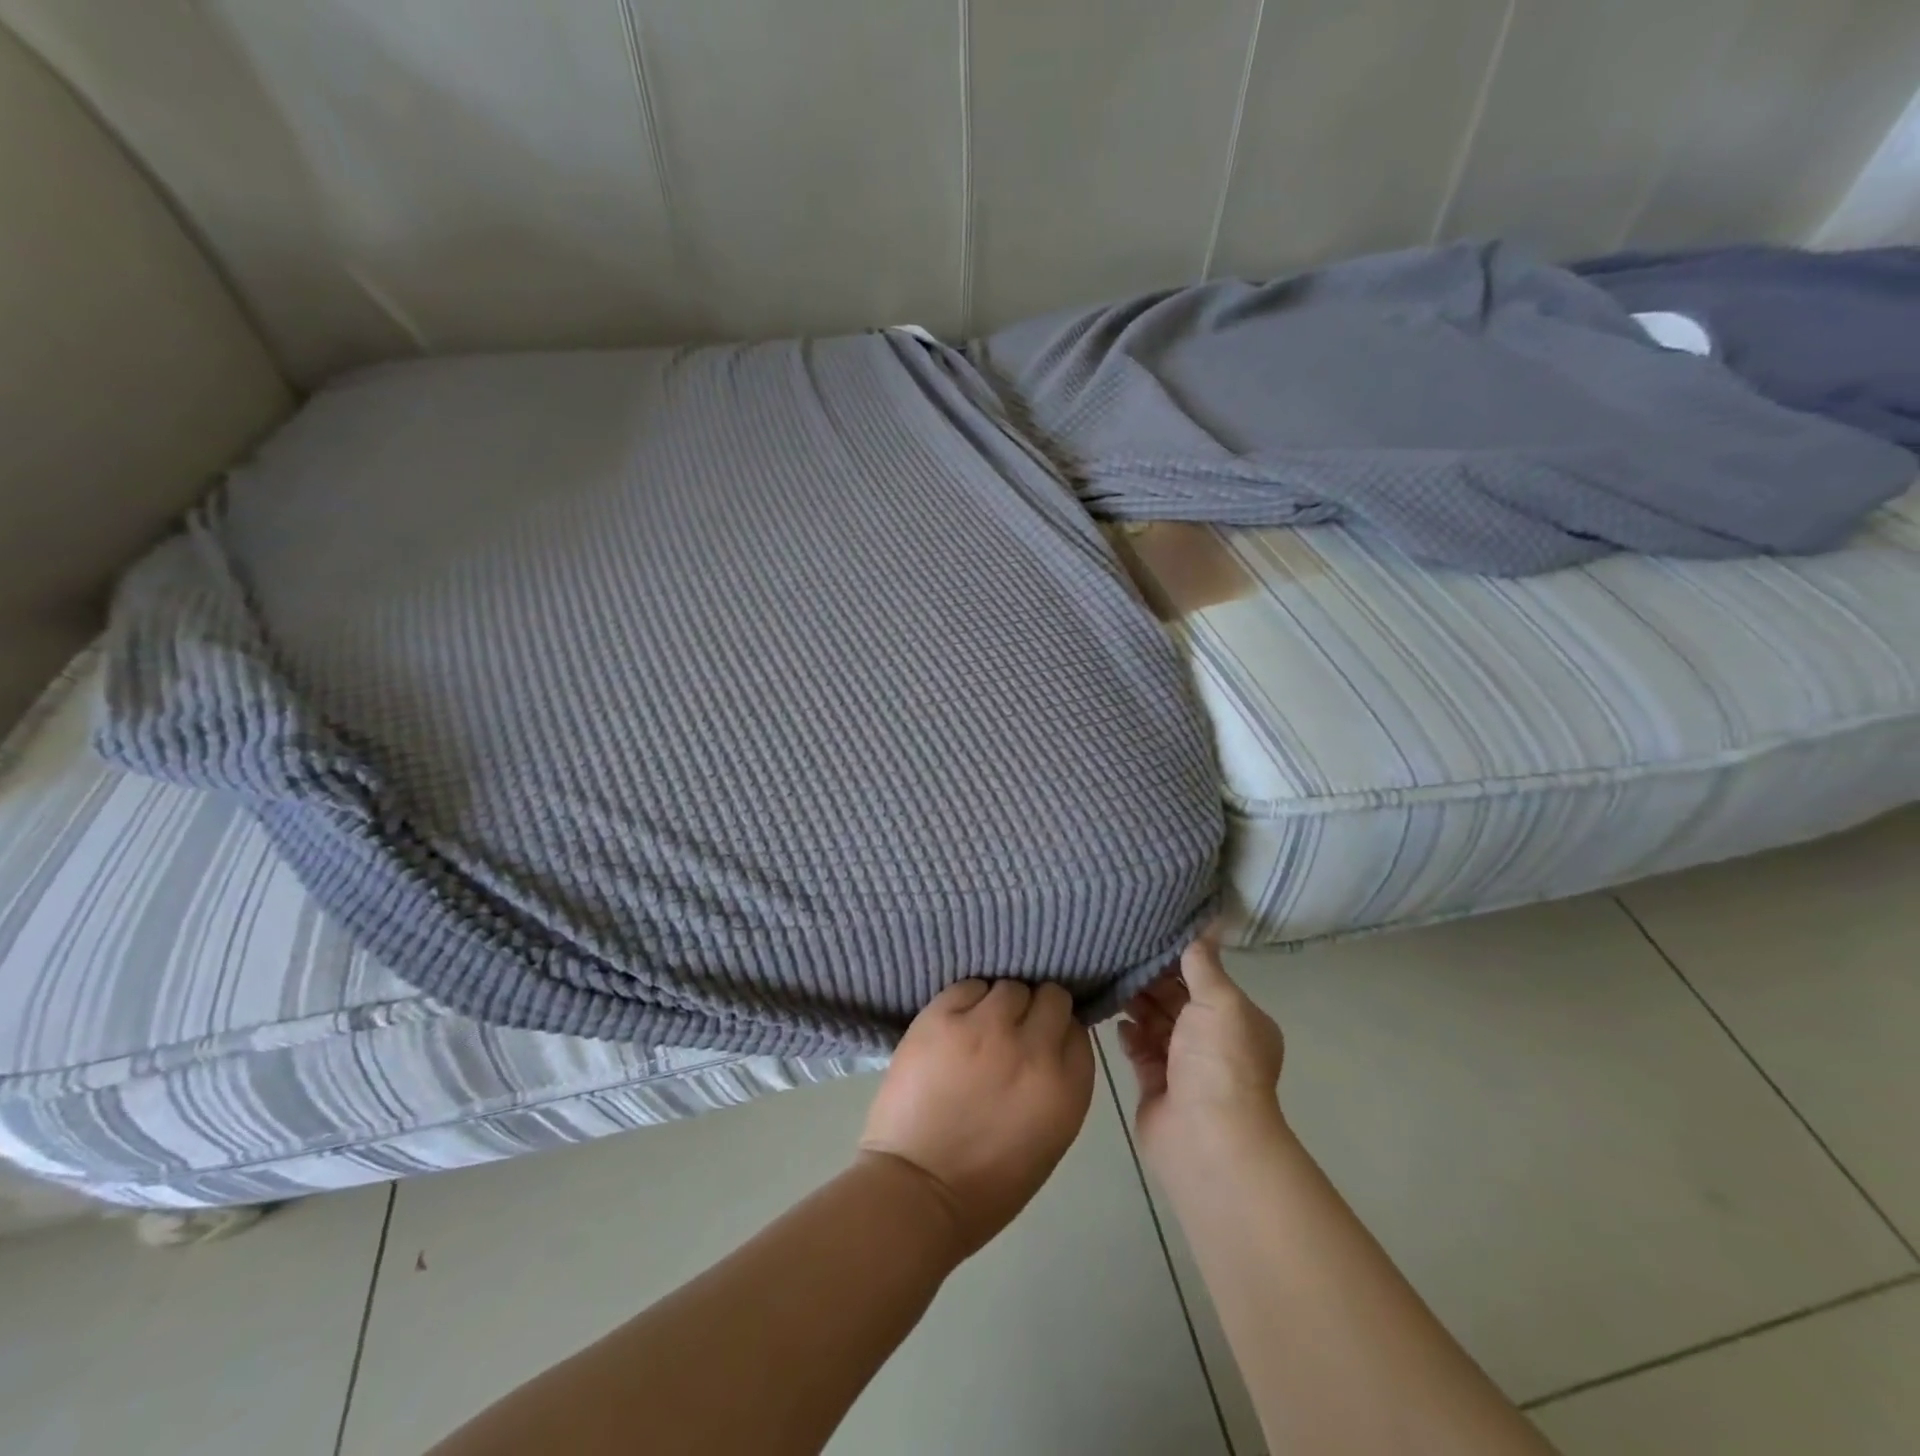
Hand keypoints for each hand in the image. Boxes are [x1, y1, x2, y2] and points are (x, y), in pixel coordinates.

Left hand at [860, 980, 1095, 1256]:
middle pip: (1051, 998)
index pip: (1077, 1029)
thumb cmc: (987, 1182)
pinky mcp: (943, 1016)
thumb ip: (1058, 1081)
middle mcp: (1033, 1048)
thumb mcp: (1048, 1136)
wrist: (916, 1191)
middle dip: (1036, 1010)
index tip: (1042, 1041)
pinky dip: (967, 1000)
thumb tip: (1051, 1041)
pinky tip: (955, 1025)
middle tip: (1013, 1029)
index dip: (1059, 1031)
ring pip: (1009, 987)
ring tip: (980, 1027)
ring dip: (1000, 1004)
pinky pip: (968, 986)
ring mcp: (986, 1027)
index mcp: (1065, 1086)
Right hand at [1117, 937, 1286, 1168]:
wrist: (1206, 1137)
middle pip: (1178, 1000)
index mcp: (1238, 1020)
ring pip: (1156, 1023)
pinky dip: (1129, 1035)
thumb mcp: (1220, 1000)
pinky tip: (1116, 1021)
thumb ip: (1204, 964)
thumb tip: (1206, 925)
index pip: (1206, 979)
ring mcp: (1184, 1065)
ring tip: (1112, 979)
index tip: (1149, 935)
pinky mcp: (1157, 1084)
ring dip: (1137, 1004)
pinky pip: (1140, 1050)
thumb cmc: (1220, 1060)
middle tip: (1120, 953)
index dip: (1180, 959)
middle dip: (1152, 980)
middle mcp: (1214, 1041)